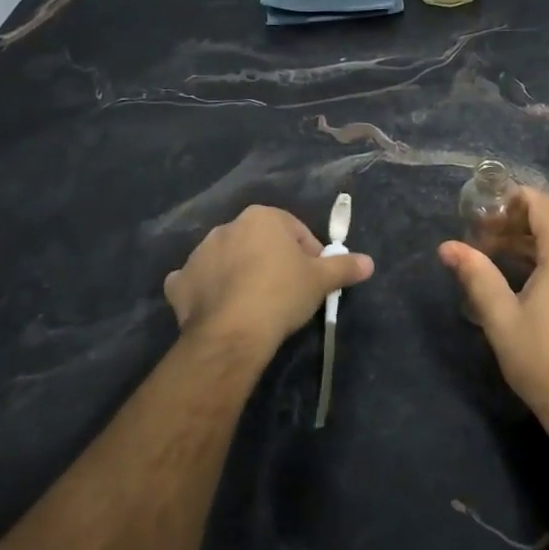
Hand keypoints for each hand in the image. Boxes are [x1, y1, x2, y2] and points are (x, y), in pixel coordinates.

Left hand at [164, 205, 373, 363]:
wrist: (233, 332)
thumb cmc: (282, 293)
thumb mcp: (322, 280)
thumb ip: (345, 266)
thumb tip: (369, 263)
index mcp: (262, 217)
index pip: (295, 230)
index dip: (309, 253)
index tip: (315, 277)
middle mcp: (227, 227)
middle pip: (259, 242)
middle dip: (273, 261)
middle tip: (288, 291)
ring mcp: (198, 254)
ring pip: (228, 260)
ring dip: (240, 274)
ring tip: (256, 304)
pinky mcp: (179, 283)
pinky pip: (197, 282)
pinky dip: (207, 291)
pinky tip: (220, 308)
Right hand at [438, 187, 548, 438]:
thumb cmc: (543, 361)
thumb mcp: (501, 318)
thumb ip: (476, 275)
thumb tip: (448, 246)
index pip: (542, 203)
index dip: (511, 198)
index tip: (481, 210)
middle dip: (515, 222)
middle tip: (479, 236)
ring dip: (530, 242)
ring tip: (493, 255)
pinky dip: (548, 259)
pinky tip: (523, 278)